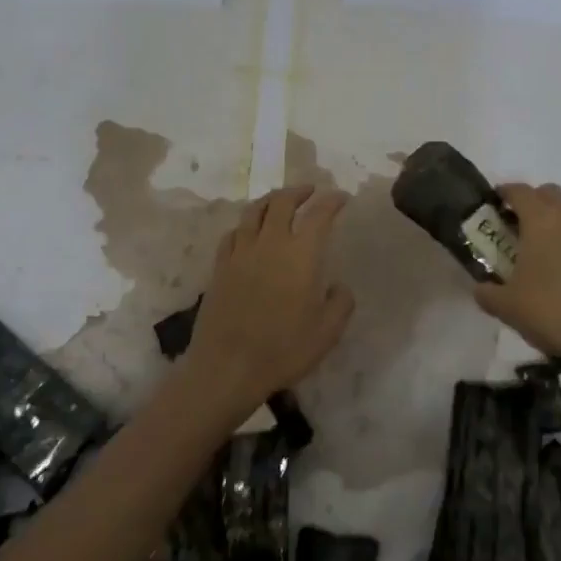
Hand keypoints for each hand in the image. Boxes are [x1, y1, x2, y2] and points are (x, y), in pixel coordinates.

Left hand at [185, 185, 354, 418]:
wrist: (226, 369)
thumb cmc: (283, 350)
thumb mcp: (327, 332)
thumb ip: (341, 303)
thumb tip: (338, 286)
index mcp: (301, 254)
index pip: (319, 214)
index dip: (332, 201)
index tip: (341, 198)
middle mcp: (270, 243)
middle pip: (282, 201)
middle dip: (299, 191)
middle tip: (310, 191)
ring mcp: (240, 253)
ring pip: (253, 212)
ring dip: (270, 200)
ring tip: (279, 202)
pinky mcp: (220, 268)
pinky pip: (232, 234)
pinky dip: (245, 225)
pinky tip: (248, 232)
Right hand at [471, 183, 560, 369]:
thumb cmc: (550, 311)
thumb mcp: (506, 306)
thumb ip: (487, 293)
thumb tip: (480, 288)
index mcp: (540, 220)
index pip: (519, 191)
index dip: (505, 192)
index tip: (496, 201)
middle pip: (551, 193)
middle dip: (535, 201)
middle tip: (521, 224)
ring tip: (553, 244)